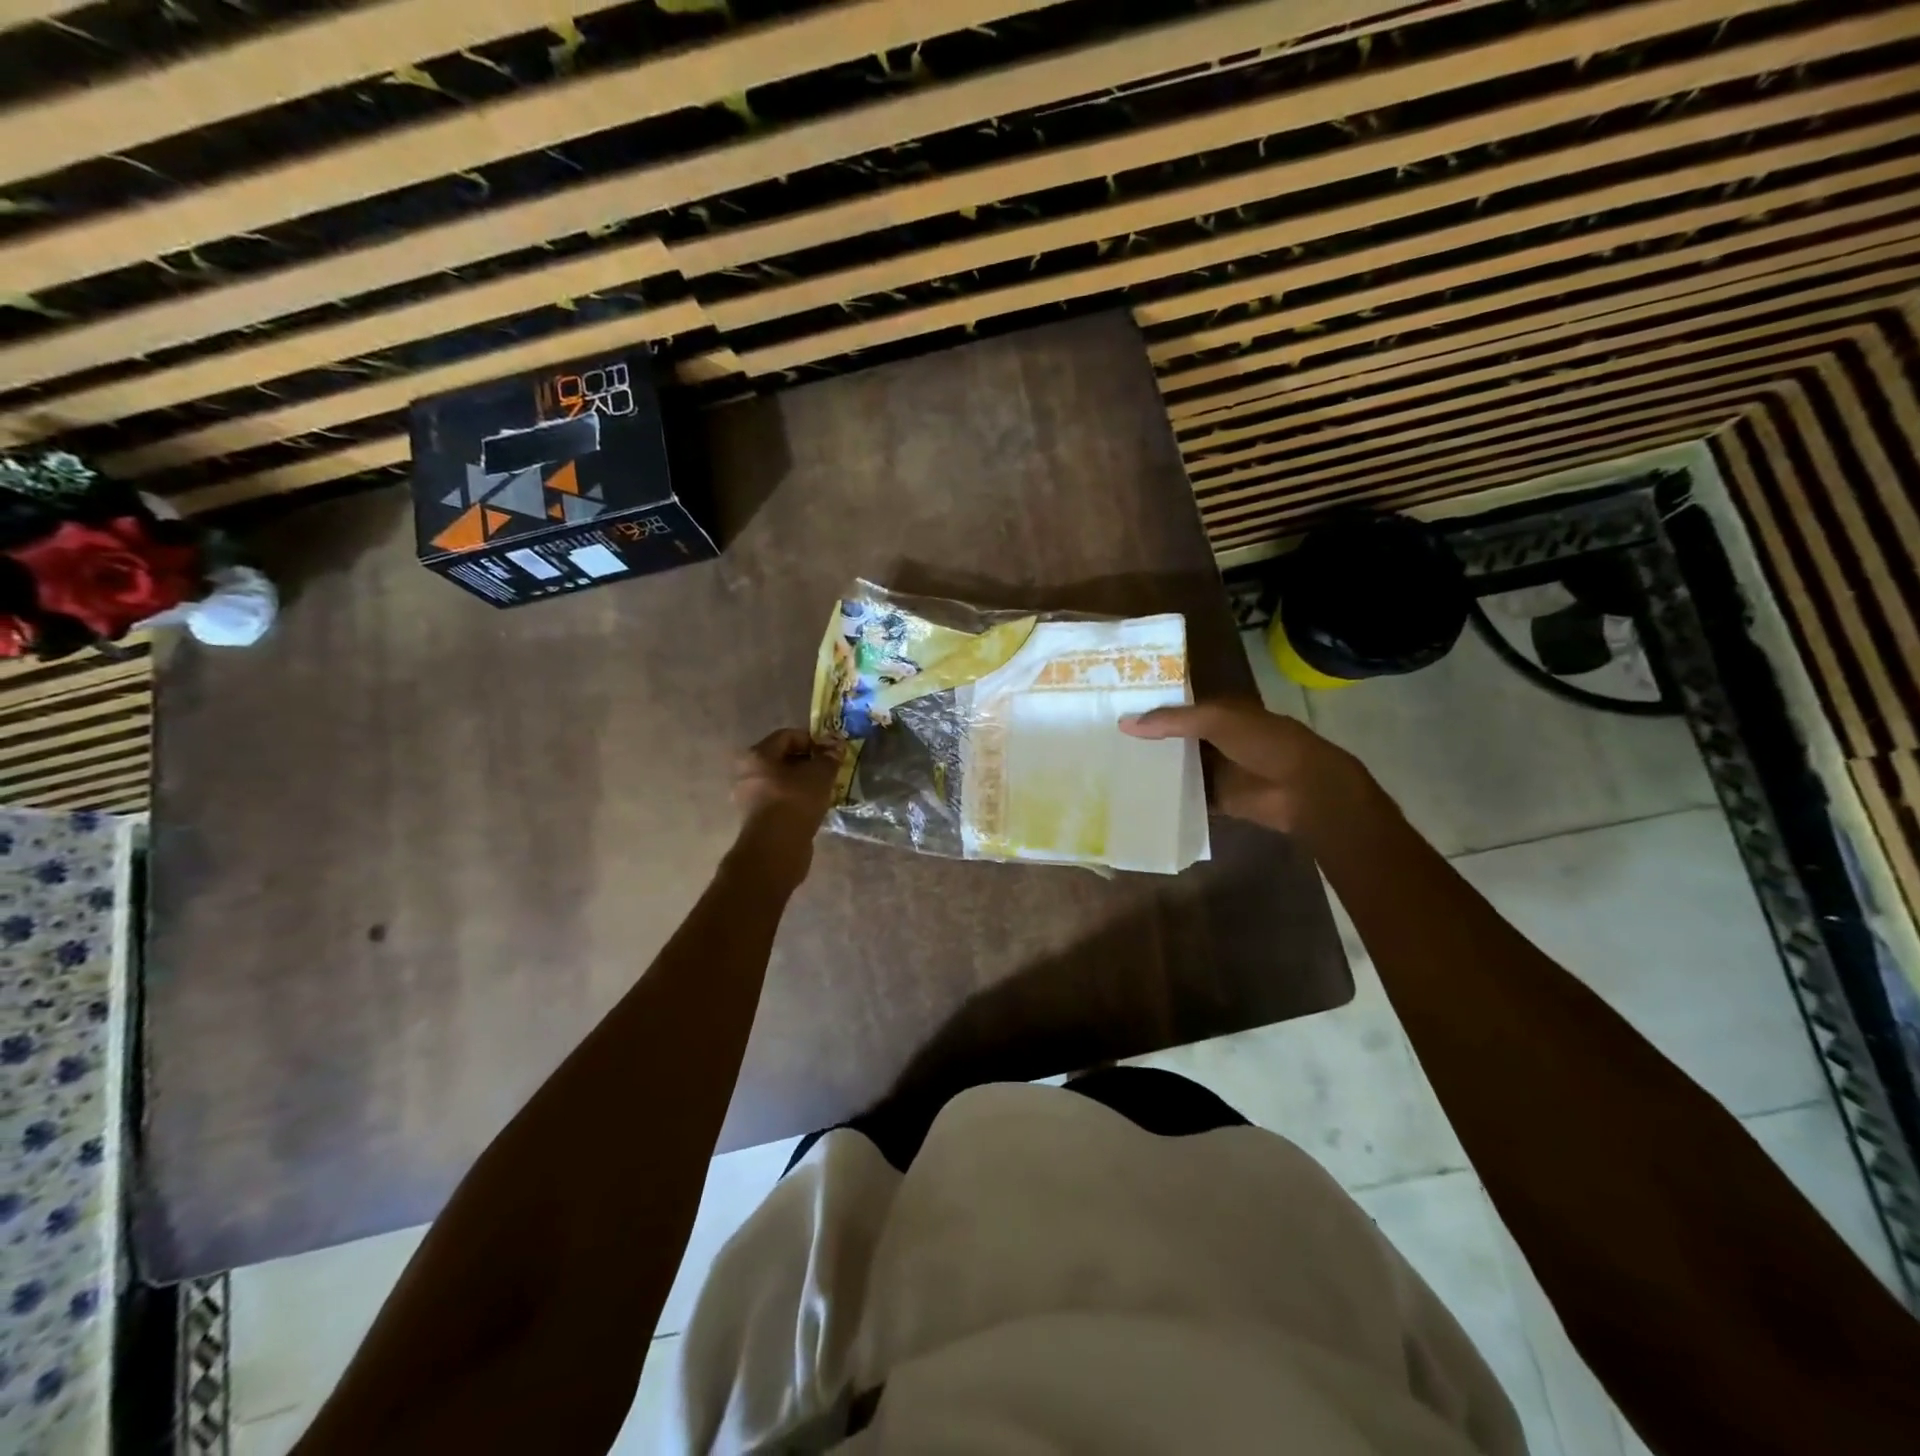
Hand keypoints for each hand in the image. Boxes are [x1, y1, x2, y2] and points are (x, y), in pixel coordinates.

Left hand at [730, 729, 843, 882]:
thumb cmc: (795, 801)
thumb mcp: (820, 774)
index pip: (788, 736)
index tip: (831, 753)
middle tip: (829, 771)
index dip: (813, 740)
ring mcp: (749, 798)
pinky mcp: (756, 819)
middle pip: (782, 759)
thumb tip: (836, 746)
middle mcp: (747, 773)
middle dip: (808, 762)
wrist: (776, 848)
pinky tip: (813, 808)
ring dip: (802, 783)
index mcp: (757, 755)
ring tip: (824, 791)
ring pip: (781, 781)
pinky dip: (796, 800)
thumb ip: (829, 757)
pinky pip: (779, 801)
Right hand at [1121, 701, 1370, 834]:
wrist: (1302, 787)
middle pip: (1174, 740)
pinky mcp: (1217, 799)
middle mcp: (1214, 740)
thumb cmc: (1263, 742)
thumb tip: (1124, 724)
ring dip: (1154, 771)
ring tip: (1110, 772)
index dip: (1150, 708)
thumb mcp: (1216, 720)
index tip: (1112, 711)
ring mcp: (1216, 771)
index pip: (1177, 707)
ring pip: (1178, 769)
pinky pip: (1186, 798)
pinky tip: (1135, 800)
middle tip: (1102, 743)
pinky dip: (1167, 799)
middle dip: (1146, 742)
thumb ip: (1172, 720)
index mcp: (1219, 713)